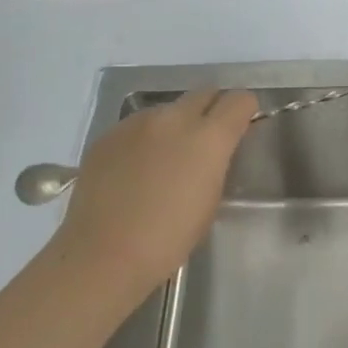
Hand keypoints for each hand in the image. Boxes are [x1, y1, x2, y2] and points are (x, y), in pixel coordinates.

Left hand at [55, 88, 258, 297]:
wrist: (103, 254)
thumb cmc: (169, 237)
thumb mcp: (211, 199)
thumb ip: (218, 162)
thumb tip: (216, 149)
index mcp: (208, 137)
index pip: (239, 100)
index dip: (244, 111)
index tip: (241, 128)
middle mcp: (174, 118)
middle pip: (204, 94)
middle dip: (212, 110)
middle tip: (207, 139)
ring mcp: (137, 123)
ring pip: (168, 109)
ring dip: (175, 125)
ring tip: (165, 158)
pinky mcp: (108, 135)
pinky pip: (137, 126)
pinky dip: (144, 140)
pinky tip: (135, 170)